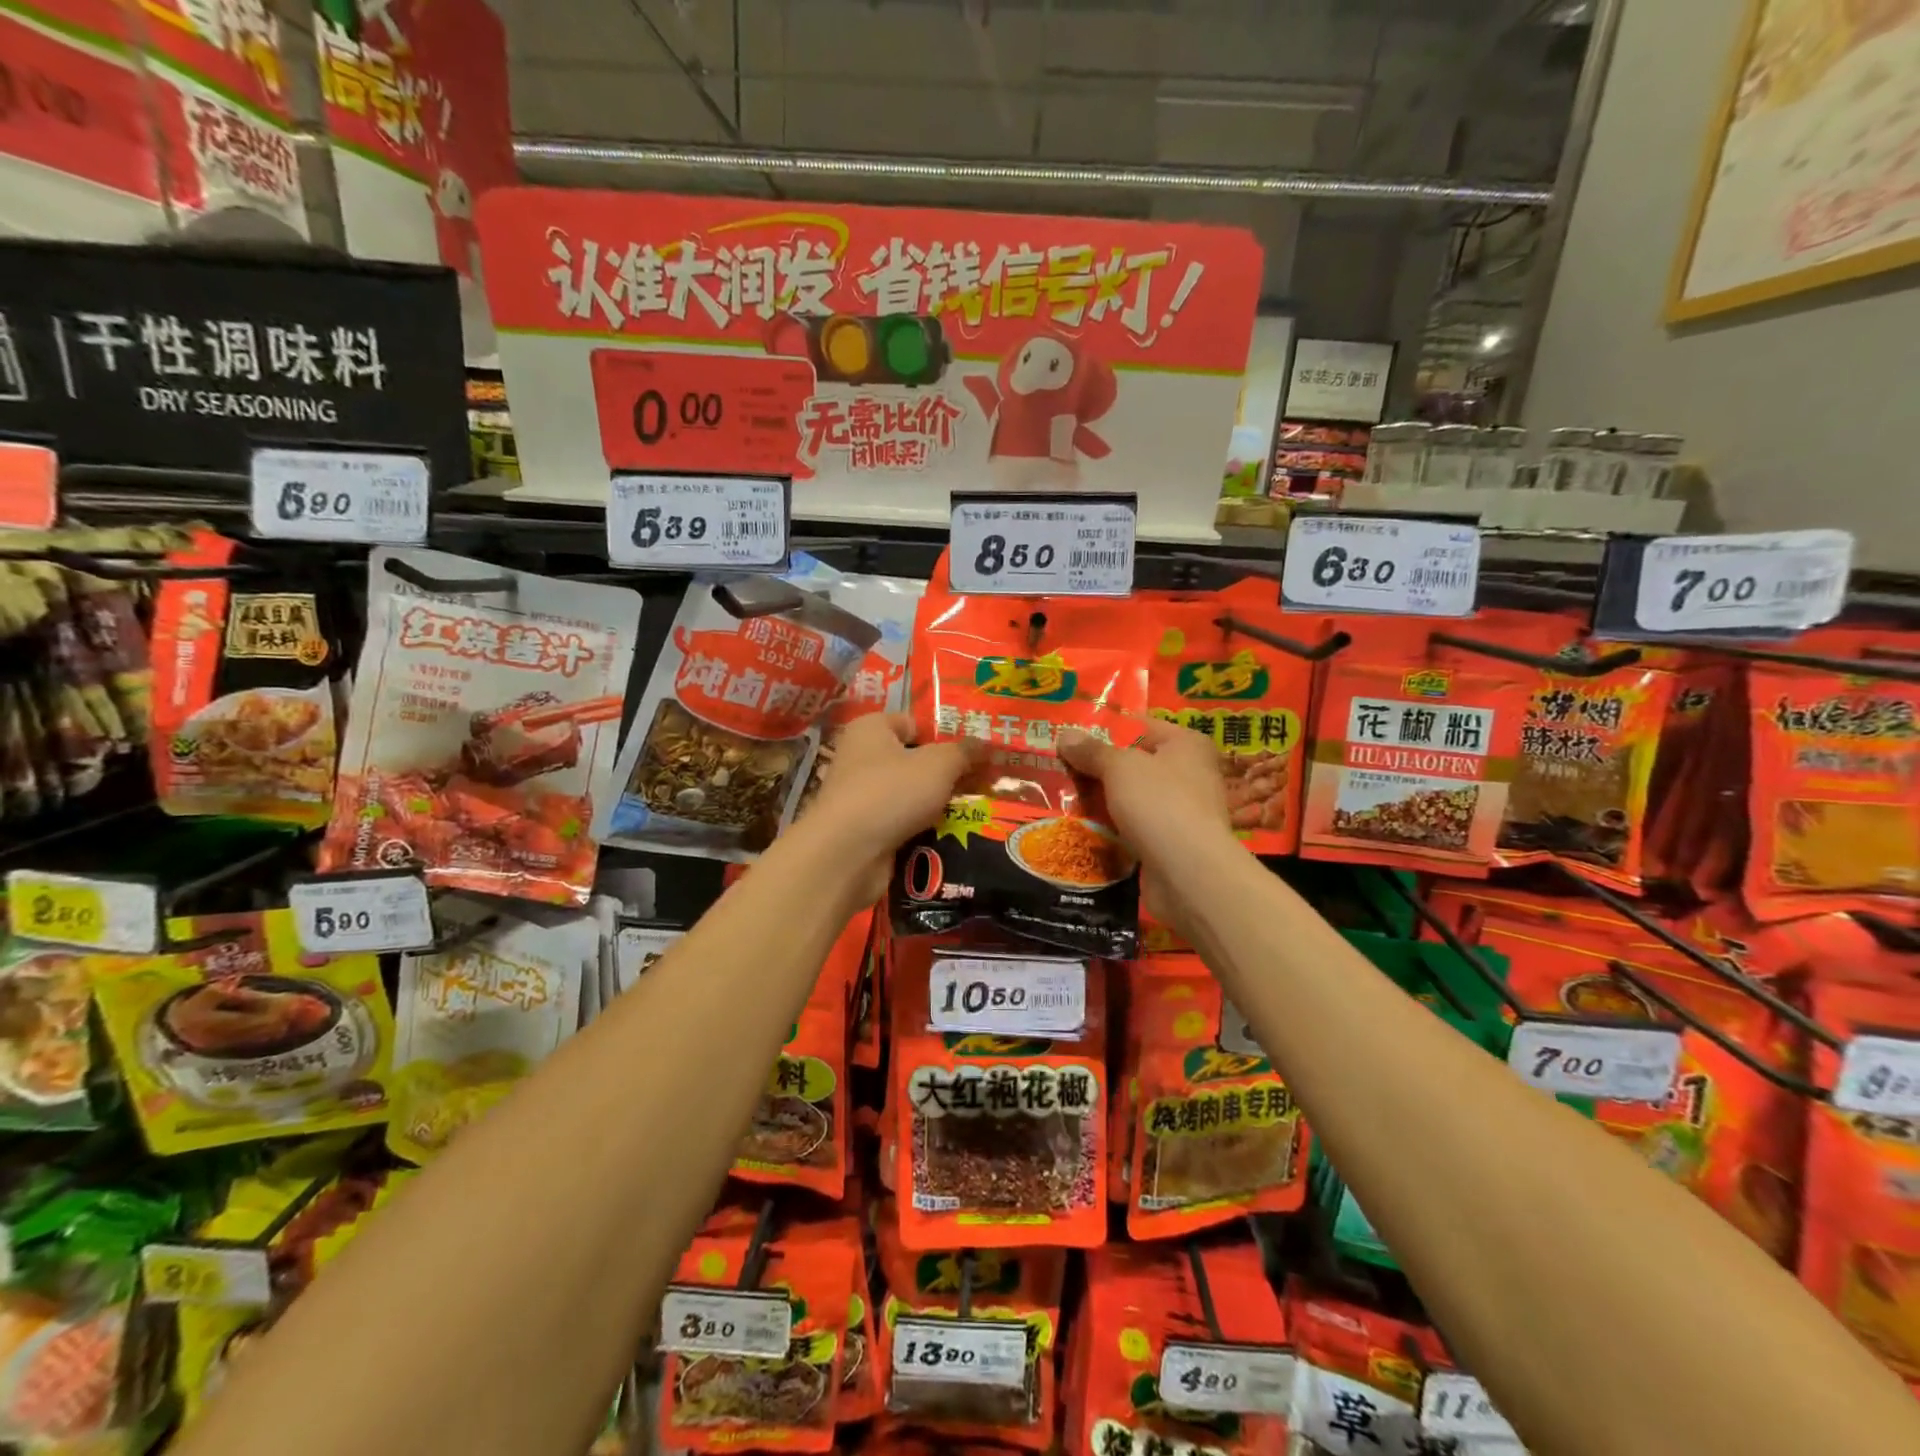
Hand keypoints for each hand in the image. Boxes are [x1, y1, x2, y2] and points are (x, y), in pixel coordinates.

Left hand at [797, 713, 981, 901]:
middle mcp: (860, 758)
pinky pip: (901, 823)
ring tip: (971, 812)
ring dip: (936, 804)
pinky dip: (921, 829)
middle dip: (945, 774)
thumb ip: (964, 752)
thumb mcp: (939, 764)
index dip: (943, 735)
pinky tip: (947, 836)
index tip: (972, 754)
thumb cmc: (892, 792)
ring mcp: (860, 796)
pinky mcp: (863, 830)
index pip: (912, 722)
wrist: (847, 854)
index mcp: (870, 729)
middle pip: (913, 760)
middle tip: (980, 784)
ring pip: (909, 795)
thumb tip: (985, 745)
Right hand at [1058, 718, 1233, 929]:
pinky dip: (1113, 829)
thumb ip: (1092, 751)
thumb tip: (1065, 735)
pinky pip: (1135, 828)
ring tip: (1062, 797)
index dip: (1108, 729)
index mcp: (1187, 745)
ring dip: (1104, 801)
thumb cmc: (1160, 803)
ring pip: (1133, 798)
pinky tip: (1082, 829)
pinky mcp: (1171, 844)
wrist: (1188, 874)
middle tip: (1059, 766)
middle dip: (1100, 767)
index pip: (1143, 727)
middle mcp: (1191, 774)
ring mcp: (1182, 812)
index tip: (1071, 735)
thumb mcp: (1119, 767)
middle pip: (1137, 764)